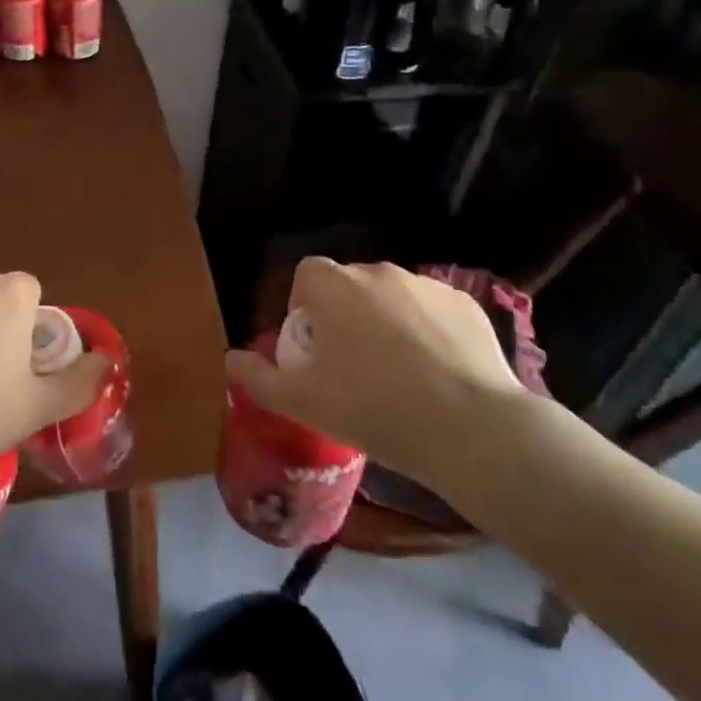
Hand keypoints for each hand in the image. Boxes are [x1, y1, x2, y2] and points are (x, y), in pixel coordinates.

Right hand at [225, 257, 524, 490]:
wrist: (469, 428)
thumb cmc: (373, 409)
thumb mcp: (302, 402)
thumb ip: (258, 377)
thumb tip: (230, 359)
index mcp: (334, 287)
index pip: (306, 274)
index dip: (304, 306)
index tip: (314, 347)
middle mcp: (378, 272)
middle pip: (350, 285)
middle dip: (346, 314)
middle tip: (353, 365)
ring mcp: (426, 285)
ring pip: (393, 296)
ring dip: (387, 321)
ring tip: (399, 372)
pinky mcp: (466, 303)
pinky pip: (433, 310)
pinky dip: (429, 330)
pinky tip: (438, 372)